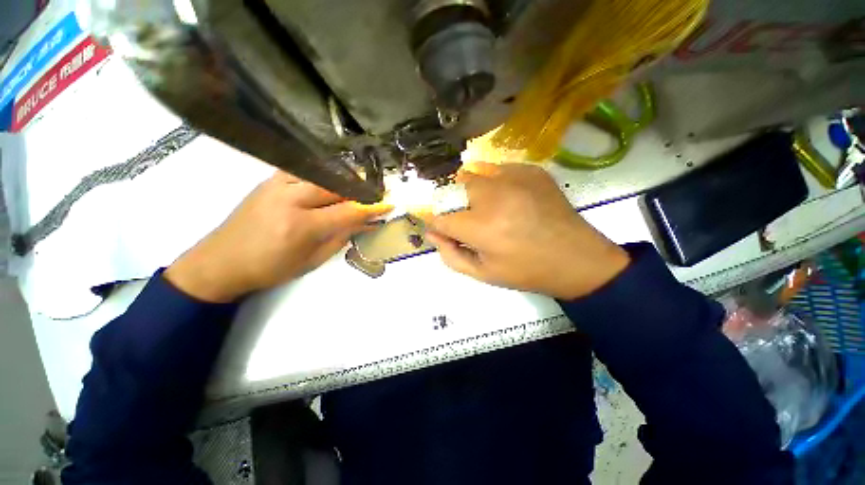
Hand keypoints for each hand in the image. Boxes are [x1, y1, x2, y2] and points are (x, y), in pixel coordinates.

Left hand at [166, 172, 390, 301]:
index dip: (372, 207)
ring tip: (357, 188)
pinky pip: (303, 169)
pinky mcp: (269, 179)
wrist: (222, 260)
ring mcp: (277, 185)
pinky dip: (323, 174)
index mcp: (302, 226)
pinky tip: (330, 181)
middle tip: (375, 194)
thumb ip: (342, 237)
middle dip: (361, 189)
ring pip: (322, 173)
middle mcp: (290, 199)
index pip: (348, 211)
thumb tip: (366, 223)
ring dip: (344, 179)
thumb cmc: (271, 268)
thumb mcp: (313, 259)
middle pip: (337, 186)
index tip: (388, 204)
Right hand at [417, 163, 629, 299]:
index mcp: (481, 227)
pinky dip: (494, 183)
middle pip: (454, 189)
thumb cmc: (526, 271)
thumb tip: (432, 233)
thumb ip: (450, 254)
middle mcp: (494, 196)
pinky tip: (509, 199)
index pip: (439, 217)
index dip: (435, 222)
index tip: (439, 227)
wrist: (576, 258)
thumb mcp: (482, 274)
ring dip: (472, 192)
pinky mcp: (531, 170)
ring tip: (489, 209)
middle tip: (470, 221)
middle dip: (454, 205)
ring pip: (474, 175)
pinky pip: (498, 170)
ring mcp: (514, 178)